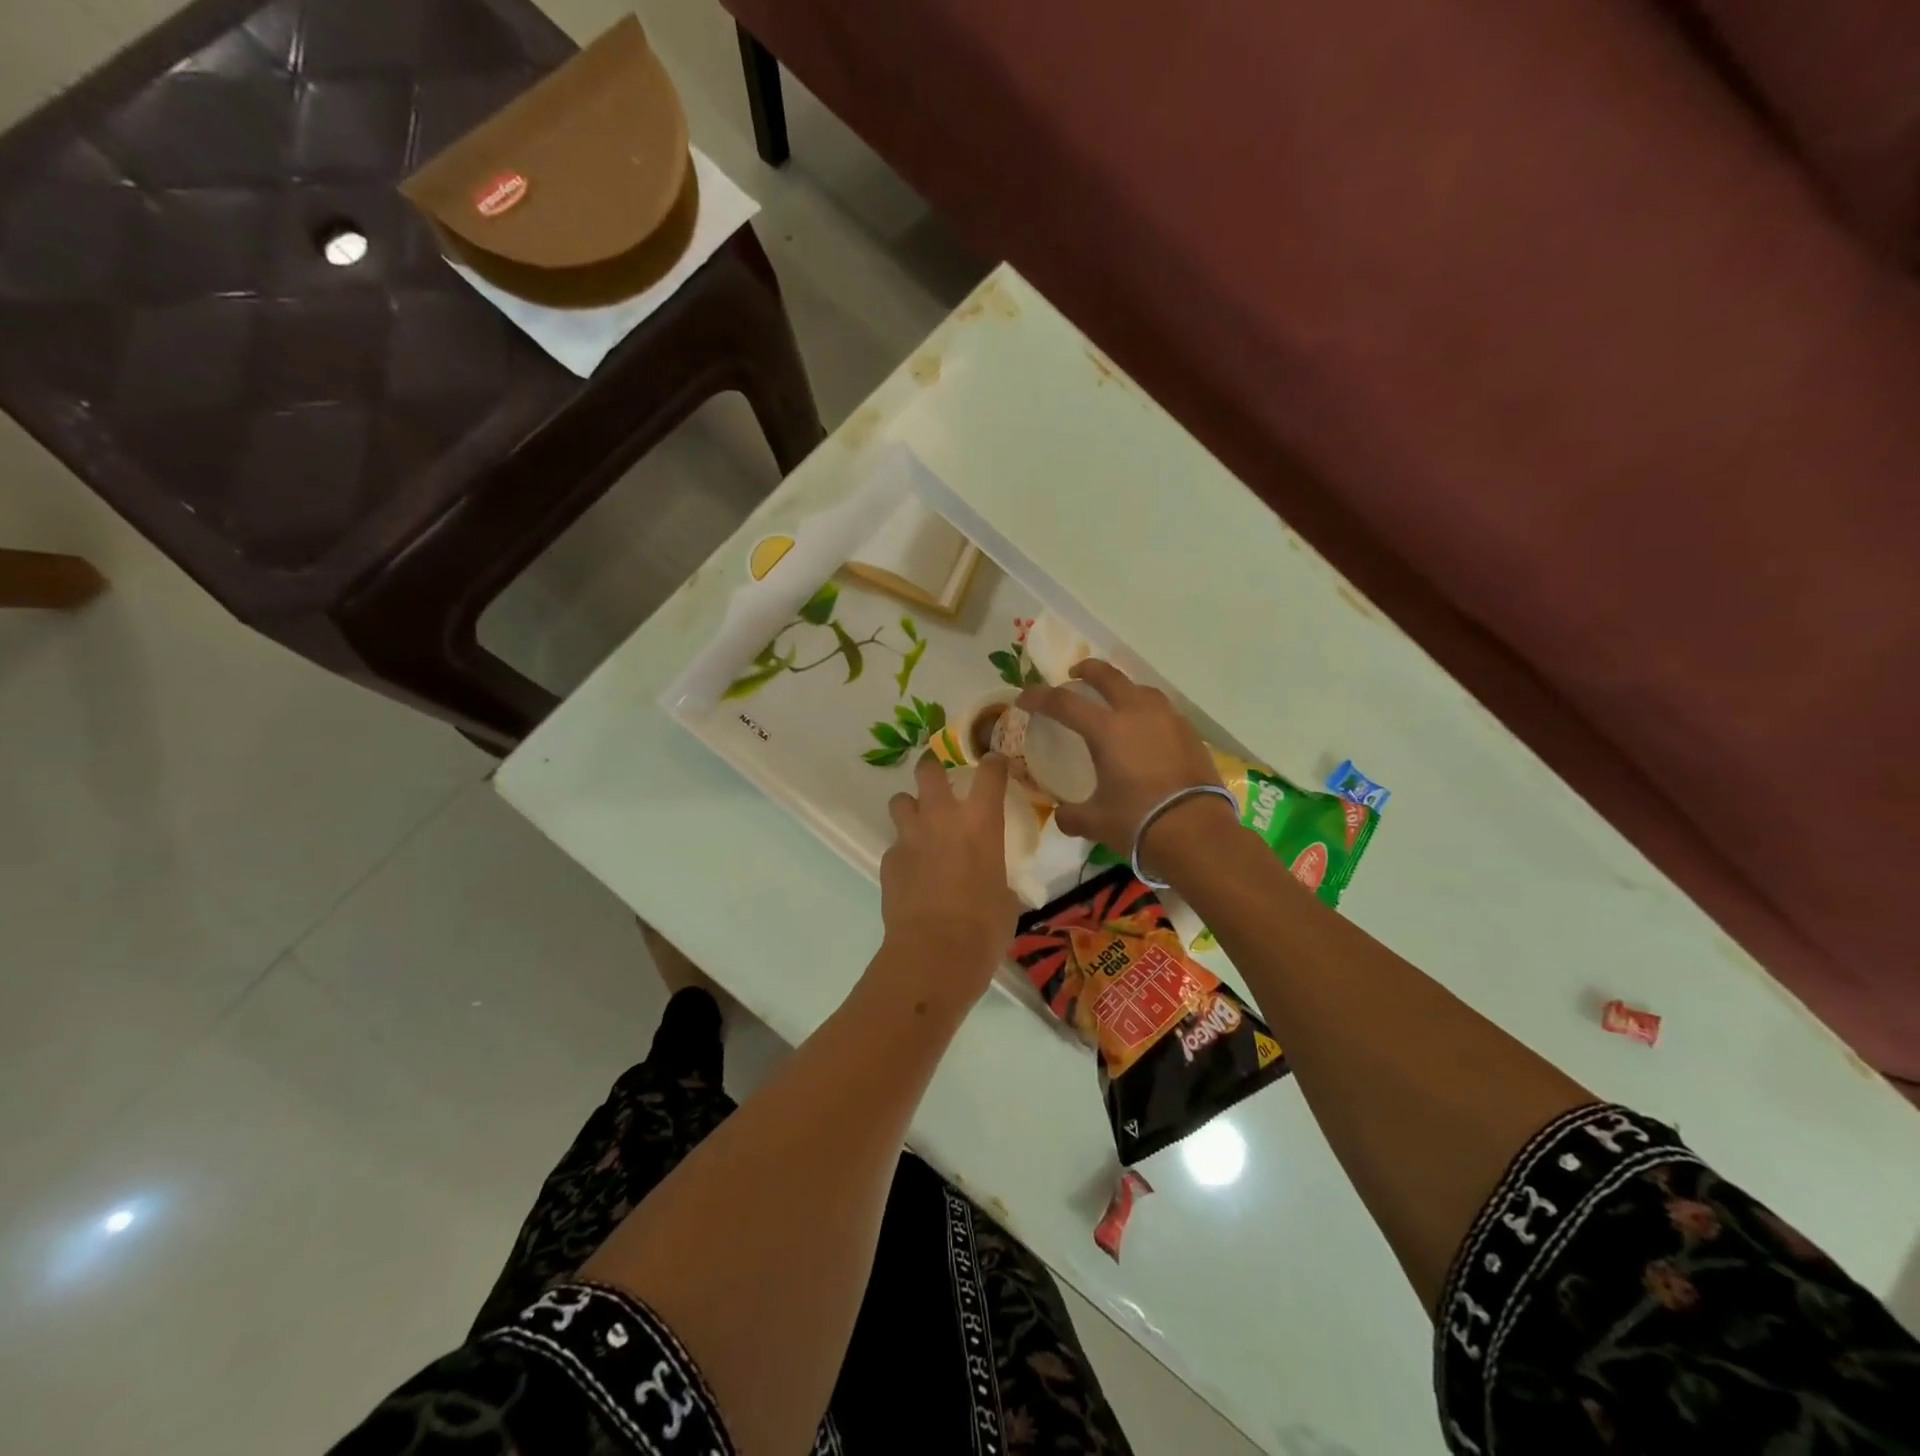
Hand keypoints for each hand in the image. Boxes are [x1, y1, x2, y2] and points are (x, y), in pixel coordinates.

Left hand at [878, 753, 1020, 1008]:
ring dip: (910, 807)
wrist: (935, 952)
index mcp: (981, 820)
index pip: (990, 772)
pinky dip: (904, 851)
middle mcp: (942, 817)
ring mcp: (910, 837)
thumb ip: (996, 874)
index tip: (995, 763)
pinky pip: (895, 844)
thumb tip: (992, 881)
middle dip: (933, 767)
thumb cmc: (985, 926)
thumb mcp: (1005, 896)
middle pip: (929, 770)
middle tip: (939, 777)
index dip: (993, 763)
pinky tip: (912, 872)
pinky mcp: (888, 860)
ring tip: (919, 824)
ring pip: (900, 800)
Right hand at [1017, 660, 1235, 857]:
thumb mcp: (1095, 822)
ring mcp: (1168, 720)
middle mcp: (1137, 714)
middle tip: (1074, 675)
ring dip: (1121, 688)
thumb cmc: (1139, 822)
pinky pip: (1161, 710)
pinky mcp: (1189, 733)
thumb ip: (1072, 816)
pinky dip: (1145, 710)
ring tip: (1114, 700)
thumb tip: (1062, 816)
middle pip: (1108, 676)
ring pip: (1140, 688)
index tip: (1024, 698)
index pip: (1064, 702)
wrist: (1198, 833)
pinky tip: (1144, 729)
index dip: (1039, 697)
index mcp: (1107, 730)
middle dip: (1086, 670)